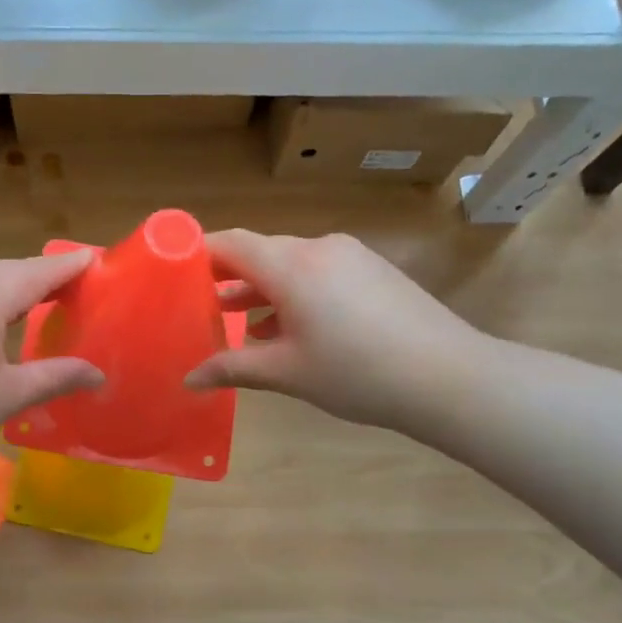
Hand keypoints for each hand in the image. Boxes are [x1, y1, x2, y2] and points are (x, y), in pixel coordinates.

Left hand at [0, 252, 102, 481]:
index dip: (68, 267)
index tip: (95, 261)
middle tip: (71, 288)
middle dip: (39, 277)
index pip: (38, 271)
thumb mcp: (4, 397)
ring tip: (33, 303)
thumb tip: (98, 374)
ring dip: (7, 288)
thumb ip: (55, 377)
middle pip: (6, 270)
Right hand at [186, 230, 489, 432]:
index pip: (231, 243)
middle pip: (260, 253)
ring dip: (262, 291)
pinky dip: (294, 294)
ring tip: (237, 323)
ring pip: (290, 265)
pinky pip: (319, 273)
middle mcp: (318, 248)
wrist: (449, 377)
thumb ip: (232, 368)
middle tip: (198, 307)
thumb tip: (189, 379)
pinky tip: (288, 330)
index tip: (173, 274)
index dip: (198, 254)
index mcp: (291, 265)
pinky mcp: (373, 270)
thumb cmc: (357, 373)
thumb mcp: (287, 373)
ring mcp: (350, 256)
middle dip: (228, 279)